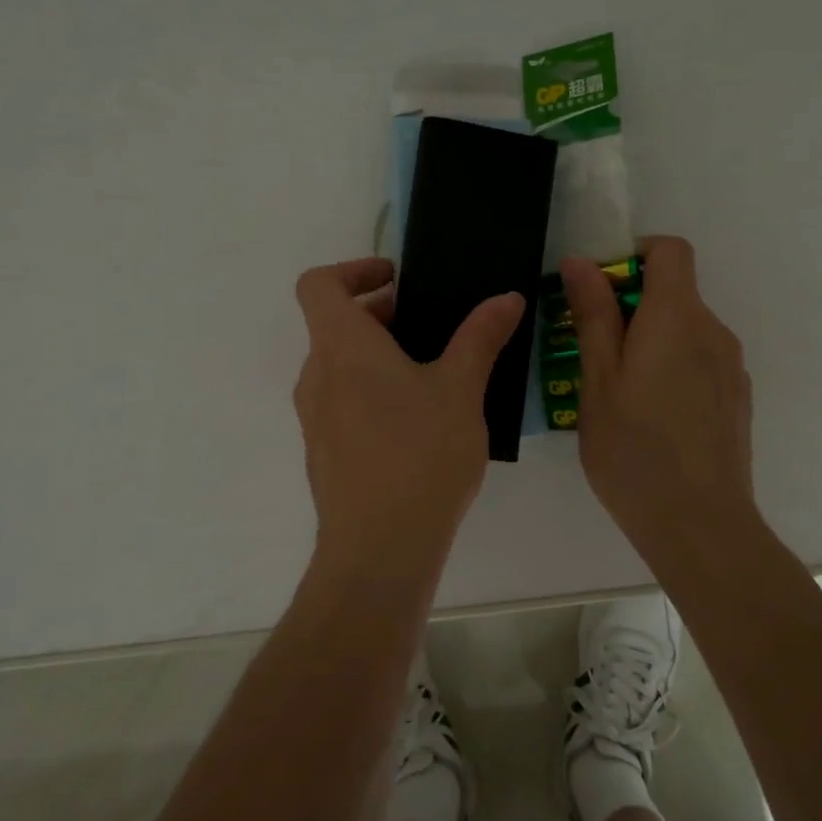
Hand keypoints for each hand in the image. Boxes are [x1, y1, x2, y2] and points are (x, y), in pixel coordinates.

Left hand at [294, 257, 524, 570]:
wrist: (379, 550)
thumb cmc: (420, 454)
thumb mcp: (460, 388)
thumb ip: (481, 336)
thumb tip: (507, 297)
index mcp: (342, 346)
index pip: (318, 284)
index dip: (352, 270)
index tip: (396, 279)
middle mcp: (317, 375)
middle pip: (333, 323)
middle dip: (379, 314)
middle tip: (430, 325)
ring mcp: (314, 418)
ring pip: (338, 365)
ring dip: (376, 355)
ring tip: (431, 372)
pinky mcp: (323, 453)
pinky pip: (341, 402)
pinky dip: (370, 391)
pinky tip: (417, 422)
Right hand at [559, 237, 759, 565]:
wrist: (699, 525)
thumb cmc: (633, 448)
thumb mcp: (598, 378)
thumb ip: (593, 315)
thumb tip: (581, 262)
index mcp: (678, 317)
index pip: (670, 250)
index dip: (633, 255)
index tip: (600, 291)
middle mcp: (714, 331)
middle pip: (675, 291)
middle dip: (631, 306)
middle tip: (591, 351)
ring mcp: (730, 367)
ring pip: (684, 329)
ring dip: (649, 340)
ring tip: (616, 391)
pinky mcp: (735, 397)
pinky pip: (699, 360)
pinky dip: (670, 367)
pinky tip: (650, 417)